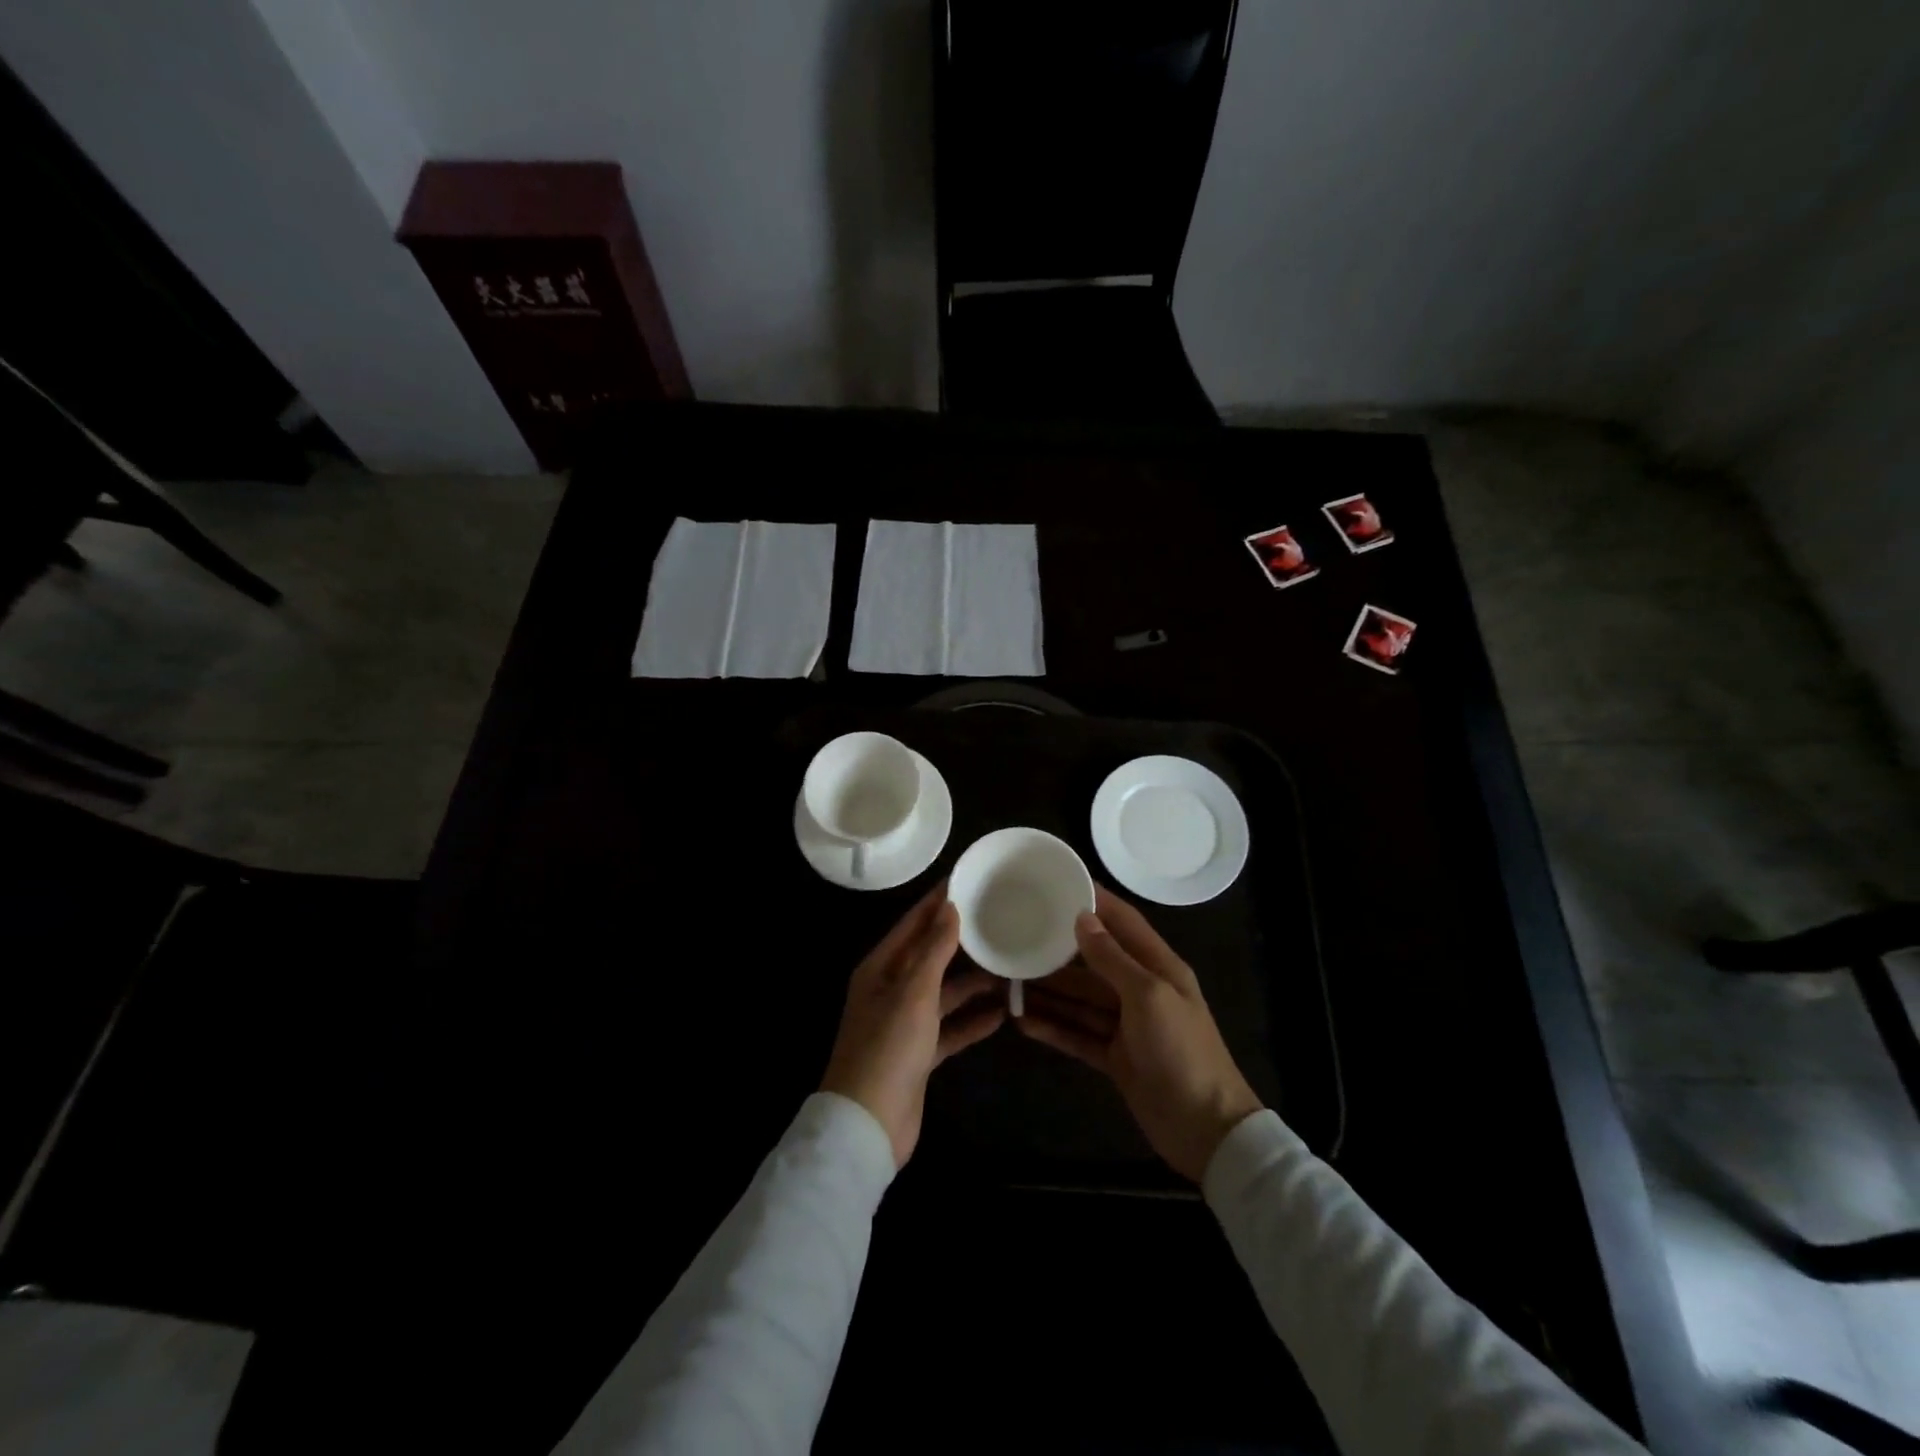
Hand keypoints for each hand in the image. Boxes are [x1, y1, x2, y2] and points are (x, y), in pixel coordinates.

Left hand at [820, 884, 1005, 1166]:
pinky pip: (950, 1029)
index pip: (912, 925)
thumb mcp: (914, 991)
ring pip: (944, 993)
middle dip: (961, 942)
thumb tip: (949, 907)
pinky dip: (972, 1021)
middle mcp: (891, 990)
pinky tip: (1003, 1014)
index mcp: (880, 968)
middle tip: (998, 921)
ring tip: (1009, 967)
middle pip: (930, 957)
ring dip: (972, 984)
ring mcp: (905, 1024)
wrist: (869, 1124)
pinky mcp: (919, 1054)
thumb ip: (934, 949)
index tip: (967, 880)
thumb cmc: (888, 1046)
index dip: (937, 903)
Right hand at [1018, 886, 1261, 1181]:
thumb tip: (1082, 918)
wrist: (1205, 1129)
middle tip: (1017, 938)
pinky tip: (1022, 1022)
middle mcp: (1140, 990)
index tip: (1059, 882)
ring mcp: (1126, 1026)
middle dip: (1057, 953)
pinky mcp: (1114, 1057)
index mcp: (1158, 966)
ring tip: (1008, 982)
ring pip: (1079, 1001)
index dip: (1094, 901)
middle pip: (1092, 963)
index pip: (1122, 921)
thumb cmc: (1181, 1050)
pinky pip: (1078, 1035)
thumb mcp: (1148, 995)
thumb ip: (1113, 957)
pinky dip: (1053, 1028)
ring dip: (1048, 993)